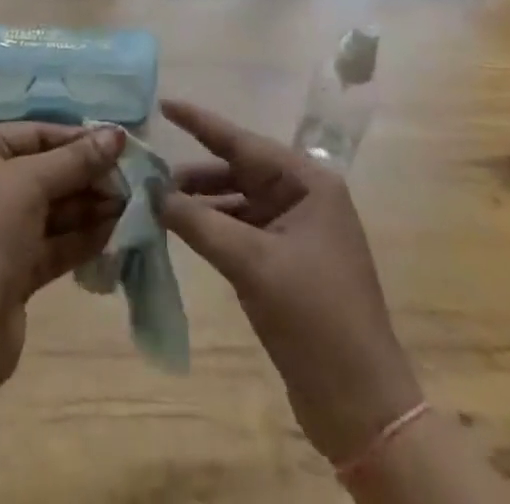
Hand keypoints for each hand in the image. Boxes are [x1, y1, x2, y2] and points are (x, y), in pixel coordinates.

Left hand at [0, 123, 126, 386]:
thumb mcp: (31, 185)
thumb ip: (76, 159)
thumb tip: (118, 133)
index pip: (34, 134)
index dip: (77, 138)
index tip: (120, 144)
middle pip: (44, 170)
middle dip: (87, 175)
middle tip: (130, 180)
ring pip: (50, 208)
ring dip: (89, 206)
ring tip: (130, 205)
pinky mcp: (10, 268)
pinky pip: (50, 242)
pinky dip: (80, 237)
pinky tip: (115, 233)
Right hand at [157, 99, 421, 464]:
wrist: (360, 405)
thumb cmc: (313, 317)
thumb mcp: (251, 264)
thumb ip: (199, 222)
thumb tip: (154, 194)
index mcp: (308, 182)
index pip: (243, 141)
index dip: (200, 122)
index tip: (164, 104)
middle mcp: (305, 196)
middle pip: (239, 170)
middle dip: (195, 173)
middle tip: (149, 172)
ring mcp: (298, 229)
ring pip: (238, 201)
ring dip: (202, 202)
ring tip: (158, 203)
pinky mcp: (289, 260)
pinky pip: (243, 229)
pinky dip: (214, 227)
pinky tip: (184, 230)